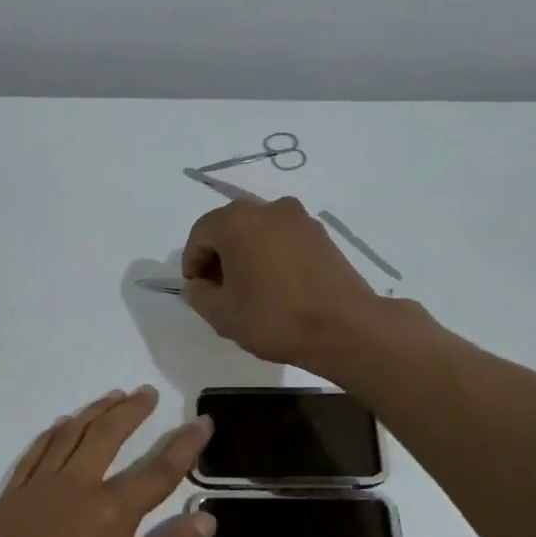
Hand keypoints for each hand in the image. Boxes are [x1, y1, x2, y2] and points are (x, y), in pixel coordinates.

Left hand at [0, 386, 214, 536]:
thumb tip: (204, 518)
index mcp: (112, 514)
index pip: (159, 469)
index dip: (185, 443)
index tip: (202, 421)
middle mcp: (76, 488)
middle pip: (108, 435)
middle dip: (132, 410)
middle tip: (147, 393)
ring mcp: (38, 490)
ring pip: (70, 434)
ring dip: (95, 412)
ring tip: (113, 397)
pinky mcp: (11, 499)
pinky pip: (35, 452)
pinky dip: (53, 432)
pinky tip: (63, 424)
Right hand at [180, 197, 382, 373]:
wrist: (343, 327)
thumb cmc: (273, 318)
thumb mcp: (222, 314)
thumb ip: (199, 295)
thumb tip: (197, 285)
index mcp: (236, 222)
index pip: (200, 234)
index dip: (192, 262)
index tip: (197, 290)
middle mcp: (268, 209)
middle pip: (230, 227)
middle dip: (219, 256)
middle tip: (219, 290)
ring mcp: (300, 219)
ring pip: (259, 232)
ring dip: (247, 255)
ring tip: (249, 290)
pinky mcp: (322, 235)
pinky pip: (284, 240)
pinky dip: (272, 256)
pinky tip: (276, 287)